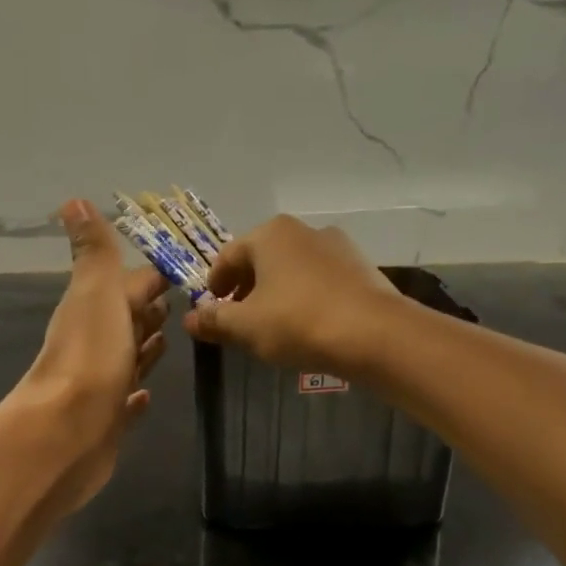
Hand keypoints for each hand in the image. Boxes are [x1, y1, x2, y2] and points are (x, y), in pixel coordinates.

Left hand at [8, 199, 169, 514]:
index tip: (183, 271)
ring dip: (144, 349)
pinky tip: (145, 397)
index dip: (153, 278)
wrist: (67, 432)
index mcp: (94, 309)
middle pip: (128, 322)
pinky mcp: (108, 422)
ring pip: (128, 359)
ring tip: (169, 341)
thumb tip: (72, 200)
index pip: (129, 285)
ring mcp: (101, 385)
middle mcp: (94, 344)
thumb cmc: (90, 356)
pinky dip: (135, 396)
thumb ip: (93, 252)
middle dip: (150, 311)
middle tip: (183, 307)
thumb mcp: (96, 292)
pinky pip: (126, 403)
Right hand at [183, 215, 398, 375]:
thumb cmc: (298, 323)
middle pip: (261, 260)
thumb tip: (190, 319)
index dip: (214, 285)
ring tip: (272, 325)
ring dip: (276, 293)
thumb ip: (214, 320)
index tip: (212, 310)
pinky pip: (320, 280)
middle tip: (239, 320)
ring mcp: (337, 246)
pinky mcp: (361, 268)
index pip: (228, 256)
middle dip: (246, 289)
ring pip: (292, 269)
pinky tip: (306, 324)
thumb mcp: (245, 326)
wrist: (375, 335)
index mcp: (270, 235)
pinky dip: (305, 297)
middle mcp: (303, 230)